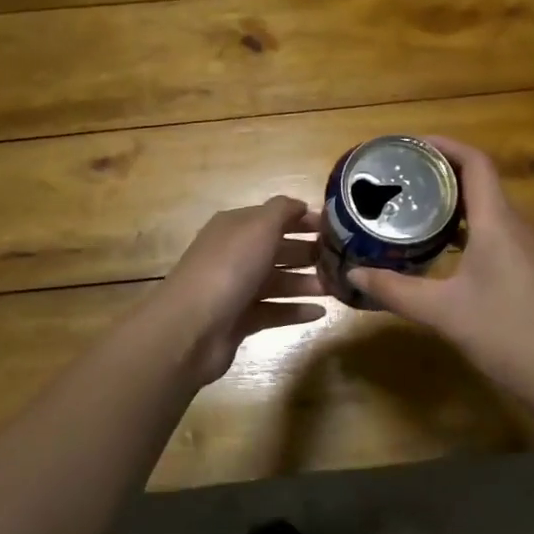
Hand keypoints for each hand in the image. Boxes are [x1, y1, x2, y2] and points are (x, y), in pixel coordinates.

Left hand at [155, 197, 324, 386]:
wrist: (191, 327)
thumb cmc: (229, 268)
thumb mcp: (259, 226)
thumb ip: (282, 211)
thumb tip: (300, 205)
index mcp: (235, 227)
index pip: (273, 217)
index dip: (302, 220)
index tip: (335, 228)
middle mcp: (234, 254)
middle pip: (276, 249)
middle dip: (307, 252)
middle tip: (341, 259)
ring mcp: (235, 289)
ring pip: (277, 282)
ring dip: (306, 283)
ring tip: (336, 288)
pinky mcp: (239, 320)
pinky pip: (273, 312)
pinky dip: (295, 311)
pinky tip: (320, 313)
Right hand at [349, 139, 533, 414]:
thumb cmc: (508, 334)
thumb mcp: (444, 312)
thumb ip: (397, 291)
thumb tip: (354, 275)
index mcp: (497, 222)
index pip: (475, 162)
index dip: (443, 145)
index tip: (408, 146)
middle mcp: (514, 226)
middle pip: (479, 180)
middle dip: (439, 172)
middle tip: (399, 177)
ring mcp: (524, 249)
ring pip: (485, 208)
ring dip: (451, 201)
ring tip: (411, 206)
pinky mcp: (527, 271)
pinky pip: (492, 232)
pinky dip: (463, 228)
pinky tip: (439, 249)